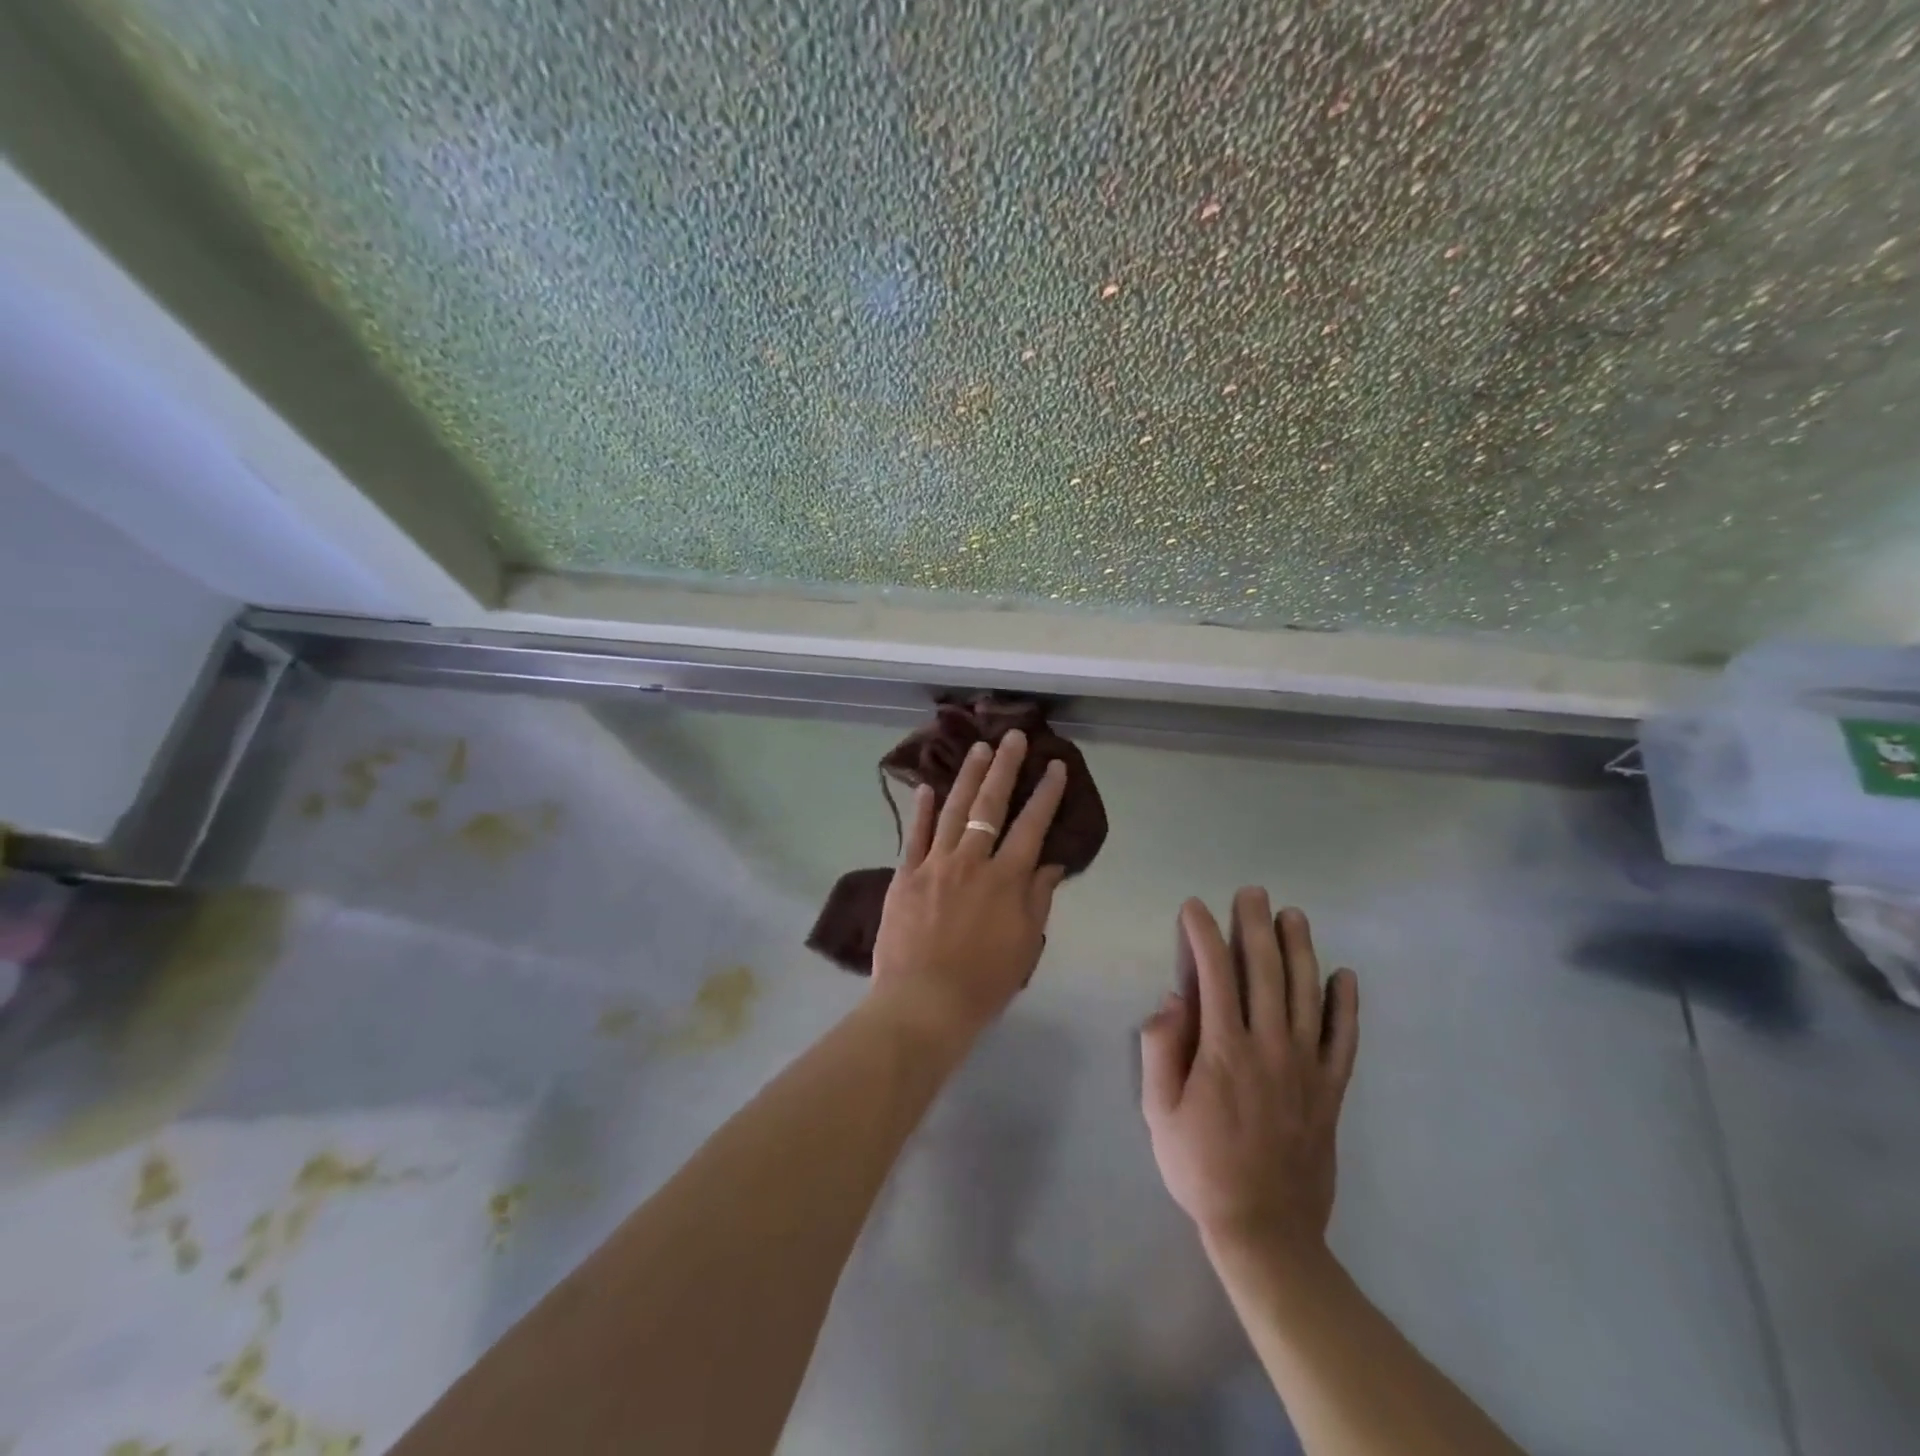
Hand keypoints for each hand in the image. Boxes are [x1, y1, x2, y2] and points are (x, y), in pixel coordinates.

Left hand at [868, 730, 1068, 1045]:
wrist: (924, 1002)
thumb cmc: (984, 981)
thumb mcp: (1026, 944)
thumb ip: (1037, 898)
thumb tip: (1050, 861)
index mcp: (1006, 879)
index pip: (1031, 826)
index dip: (1046, 794)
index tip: (1054, 766)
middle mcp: (971, 861)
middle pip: (990, 806)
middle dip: (1005, 768)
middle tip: (1012, 737)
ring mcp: (934, 864)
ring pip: (952, 810)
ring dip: (967, 777)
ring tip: (978, 749)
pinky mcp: (905, 875)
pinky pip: (914, 834)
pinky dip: (920, 809)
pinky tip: (925, 786)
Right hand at [1141, 892, 1358, 1256]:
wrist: (1265, 1231)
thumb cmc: (1200, 1167)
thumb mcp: (1158, 1111)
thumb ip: (1161, 1049)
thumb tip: (1174, 998)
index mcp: (1223, 1049)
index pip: (1214, 975)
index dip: (1203, 935)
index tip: (1195, 908)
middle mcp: (1269, 1047)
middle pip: (1265, 973)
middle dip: (1255, 927)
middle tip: (1252, 893)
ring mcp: (1306, 1068)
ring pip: (1307, 995)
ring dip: (1300, 950)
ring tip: (1293, 916)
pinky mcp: (1331, 1091)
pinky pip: (1344, 1040)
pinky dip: (1347, 1006)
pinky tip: (1345, 976)